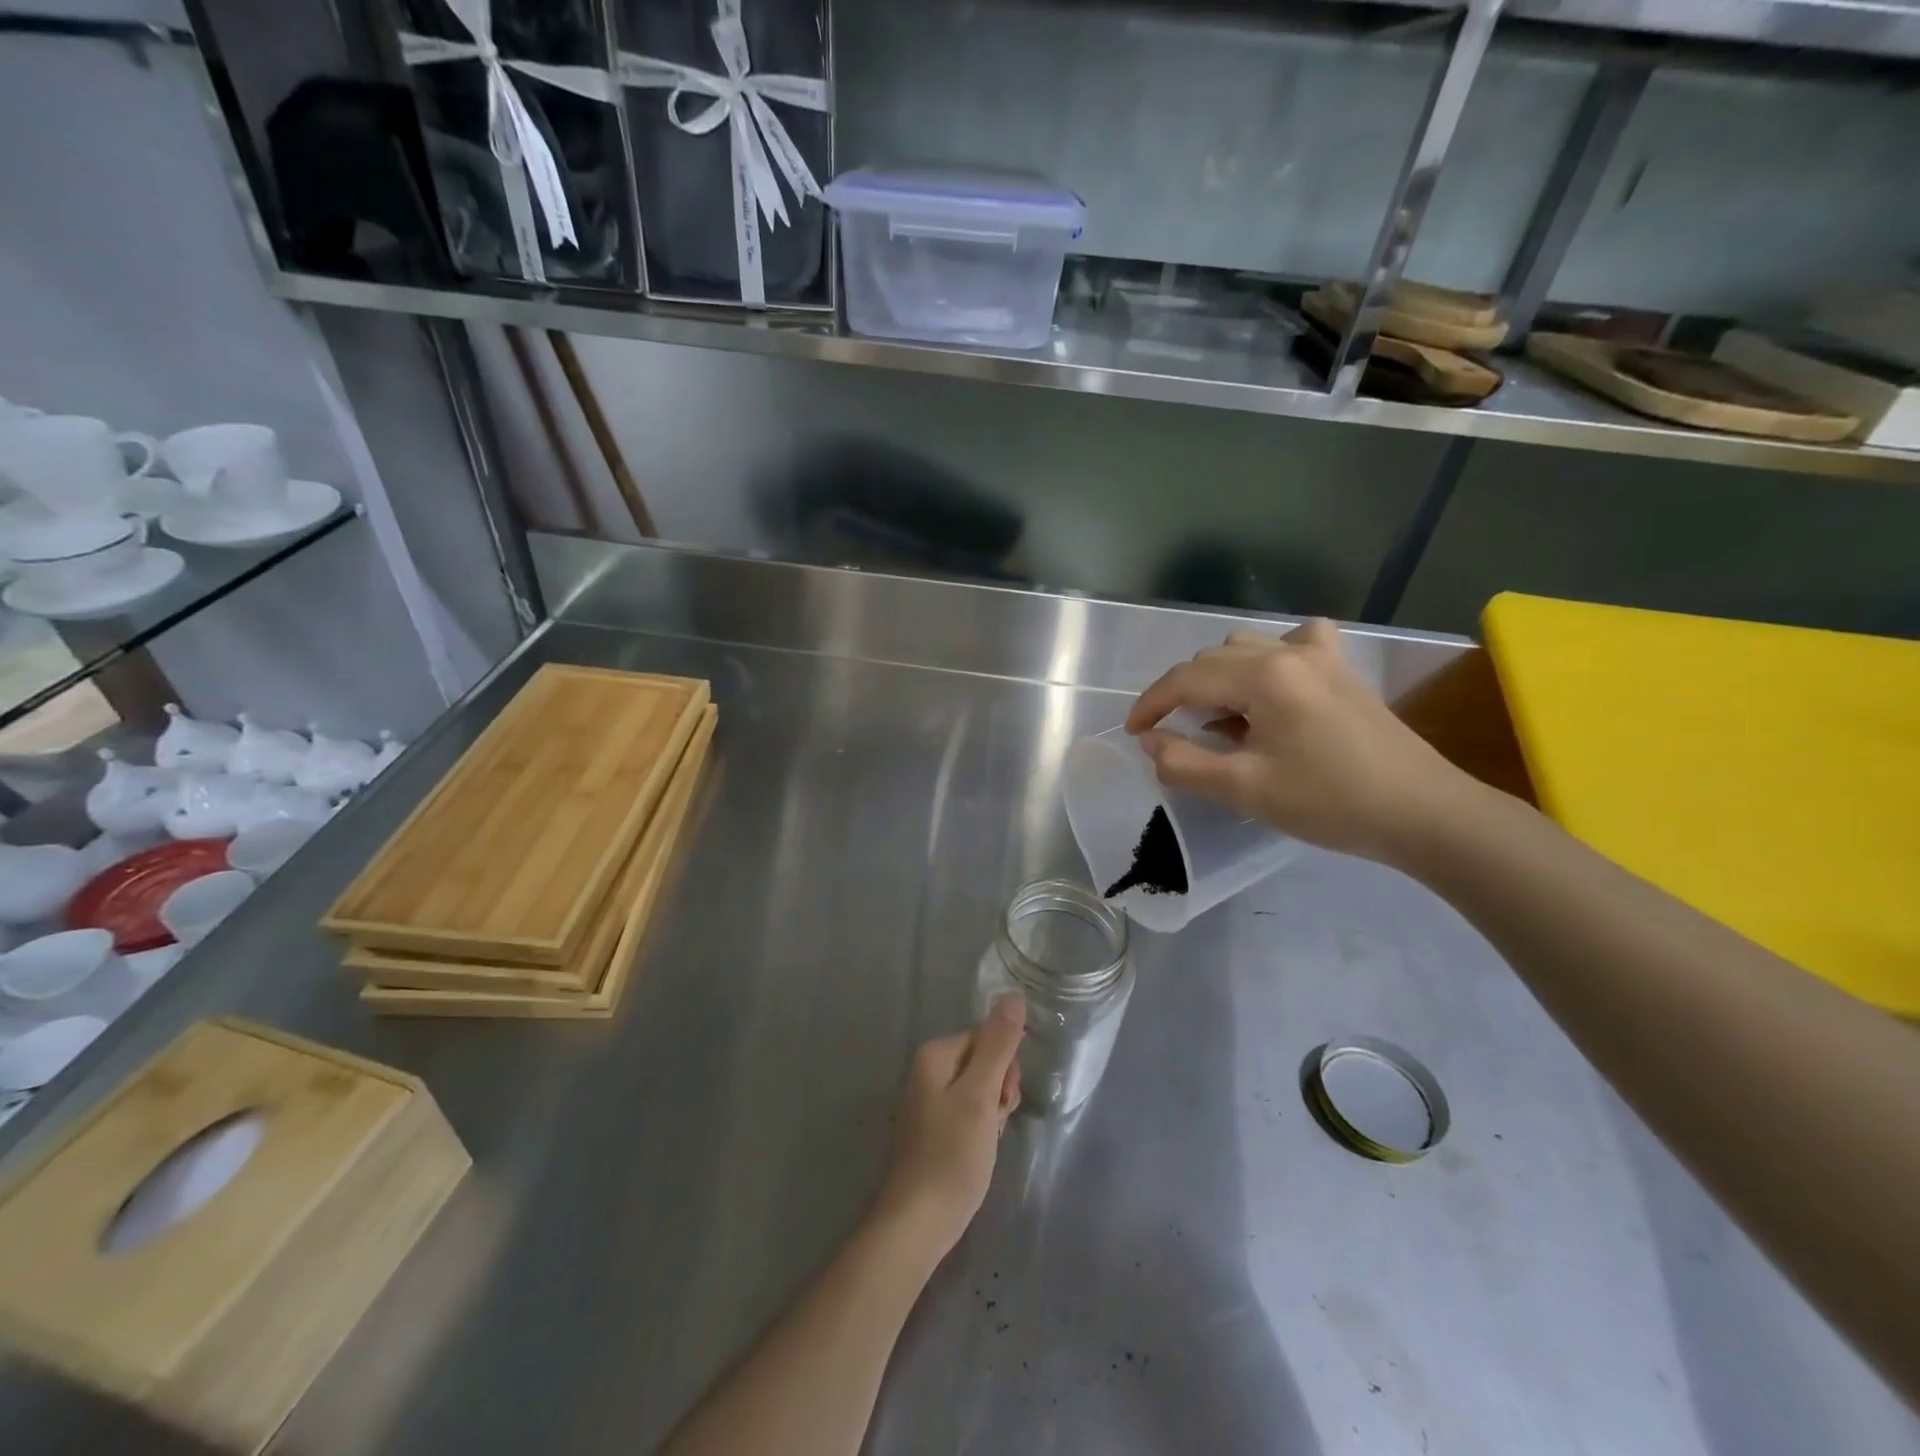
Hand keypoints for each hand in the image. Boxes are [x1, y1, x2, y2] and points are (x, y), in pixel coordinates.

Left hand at [870, 995, 1024, 1264]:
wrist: (916, 1224)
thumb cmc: (951, 1156)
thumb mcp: (981, 1096)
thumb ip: (998, 1044)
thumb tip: (1013, 994)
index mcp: (935, 1055)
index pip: (988, 1037)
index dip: (1005, 1068)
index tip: (1003, 1100)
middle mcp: (927, 1070)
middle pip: (984, 1061)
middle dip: (999, 1090)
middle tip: (994, 1124)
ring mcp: (928, 1101)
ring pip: (979, 1090)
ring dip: (992, 1112)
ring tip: (986, 1143)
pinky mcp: (933, 1129)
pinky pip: (968, 1113)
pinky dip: (980, 1129)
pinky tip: (979, 1153)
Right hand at [1125, 618, 1477, 864]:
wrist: (1421, 812)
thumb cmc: (1329, 802)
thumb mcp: (1244, 790)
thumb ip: (1184, 763)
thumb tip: (1151, 741)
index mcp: (1264, 676)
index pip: (1186, 679)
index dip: (1151, 704)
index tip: (1133, 734)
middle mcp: (1288, 652)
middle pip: (1212, 659)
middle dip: (1181, 693)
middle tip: (1171, 735)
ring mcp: (1321, 656)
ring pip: (1246, 648)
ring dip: (1218, 677)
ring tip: (1216, 719)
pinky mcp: (1342, 670)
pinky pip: (1293, 644)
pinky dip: (1266, 660)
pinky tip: (1270, 686)